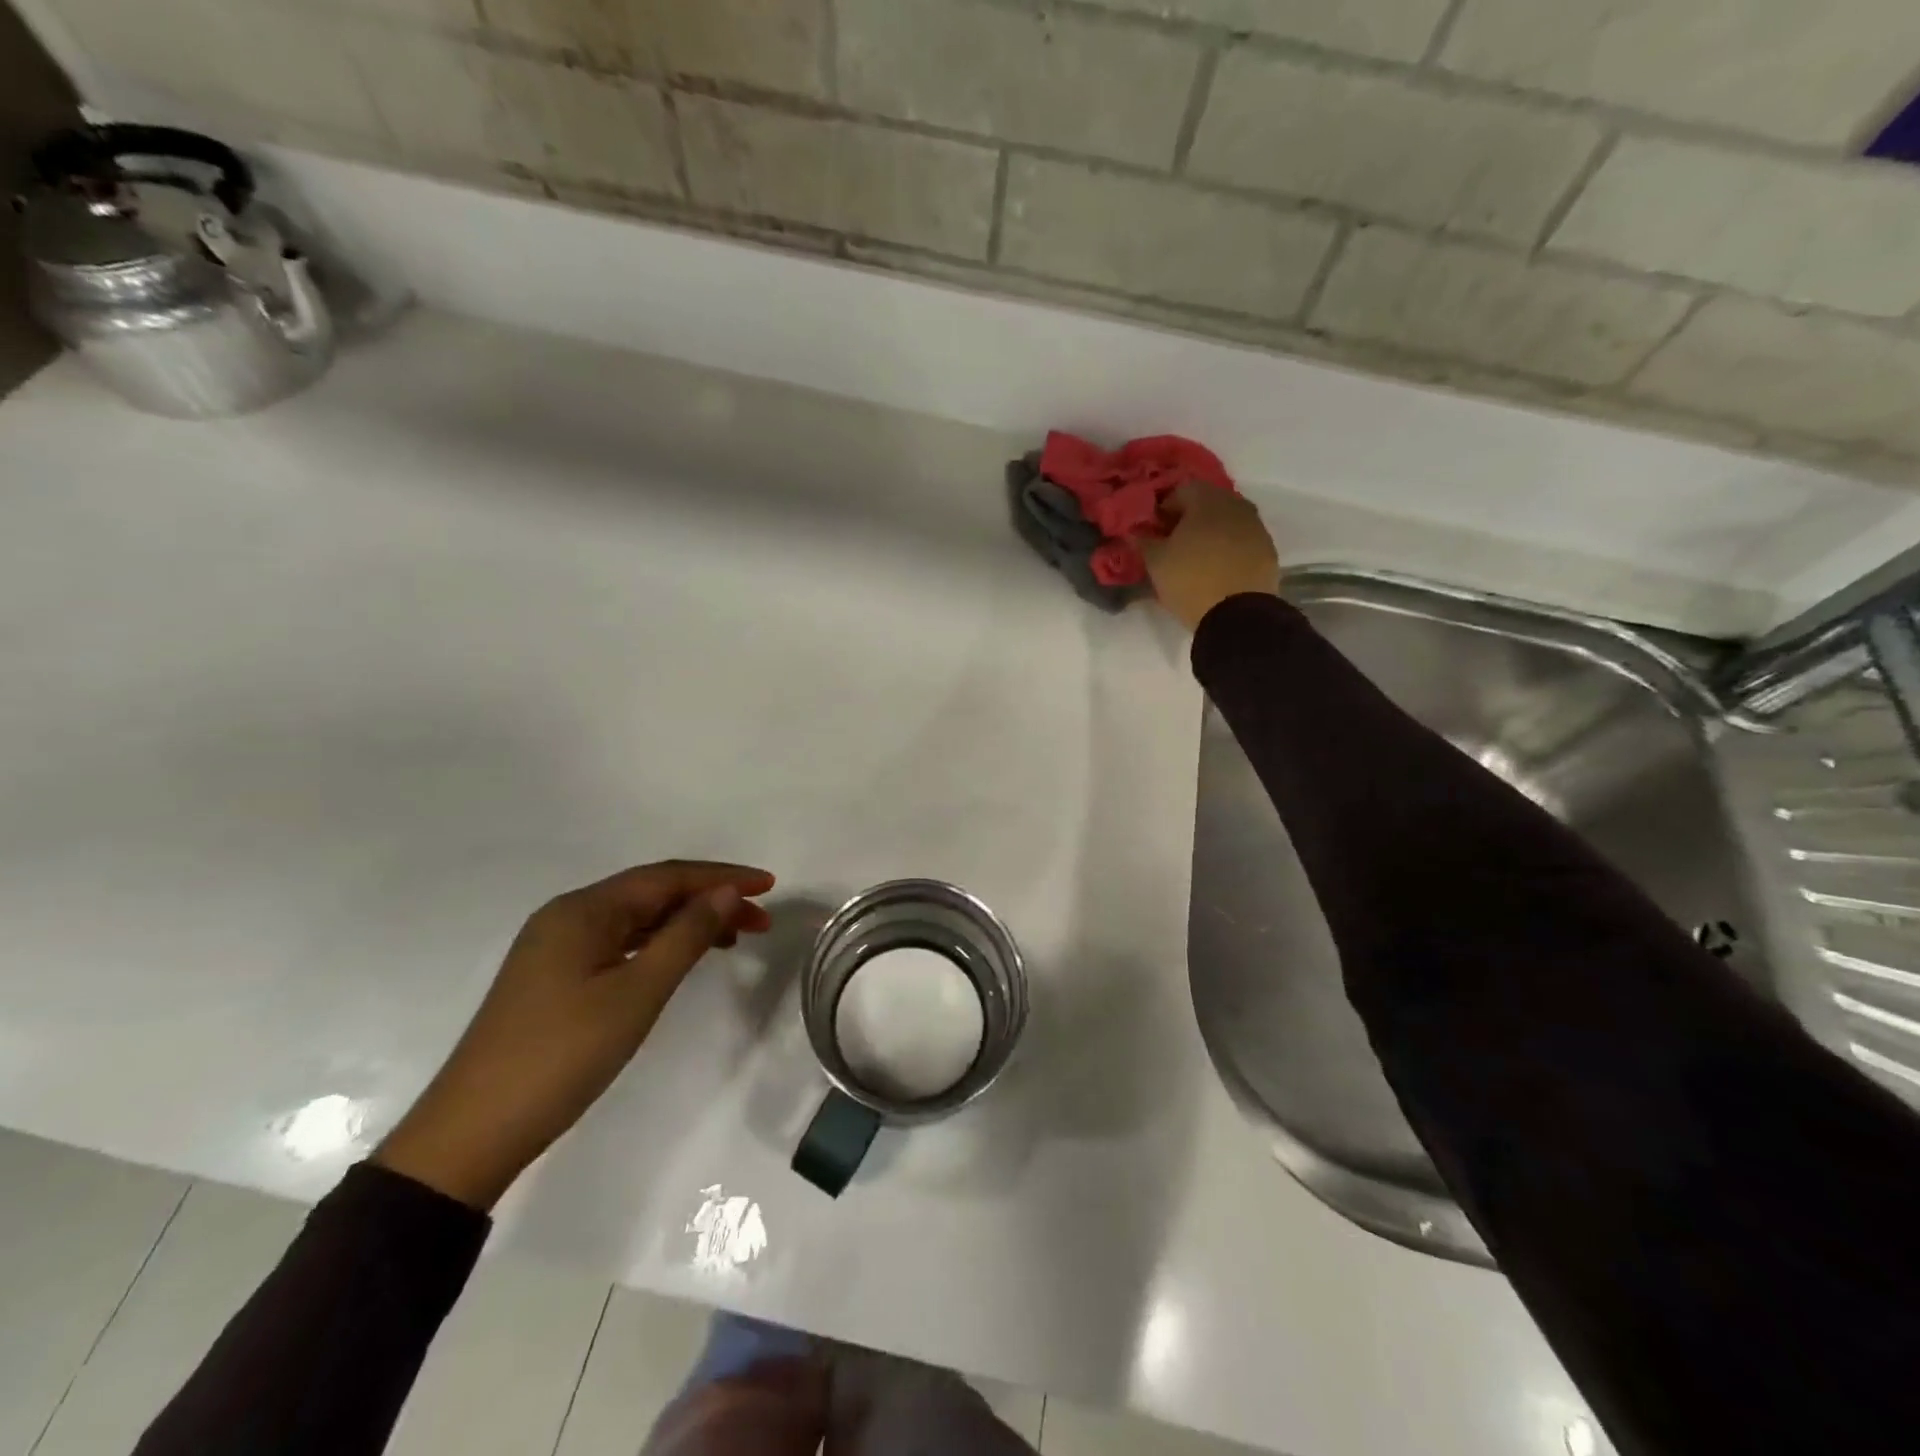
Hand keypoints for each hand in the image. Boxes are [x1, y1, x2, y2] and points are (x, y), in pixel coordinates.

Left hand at [375, 860, 774, 1208]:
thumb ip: (686, 936)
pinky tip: (680, 959)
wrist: (473, 1133)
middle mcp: (567, 916)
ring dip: (686, 922)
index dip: (721, 877)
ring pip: (636, 919)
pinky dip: (658, 944)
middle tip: (760, 919)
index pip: (666, 877)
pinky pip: (619, 943)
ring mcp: (556, 948)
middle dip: (709, 899)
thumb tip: (726, 893)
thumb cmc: (563, 1055)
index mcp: (583, 910)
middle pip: (651, 893)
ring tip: (733, 938)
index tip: (768, 885)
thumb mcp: (637, 993)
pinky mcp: (553, 978)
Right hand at [1140, 484, 1280, 631]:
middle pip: (1208, 503)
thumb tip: (1134, 532)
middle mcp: (1235, 505)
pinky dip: (1230, 549)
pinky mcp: (1268, 551)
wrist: (1238, 615)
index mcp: (1206, 501)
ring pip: (1228, 521)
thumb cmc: (1190, 581)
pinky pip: (1243, 541)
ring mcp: (1256, 527)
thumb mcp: (1156, 563)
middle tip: (1175, 543)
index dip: (1165, 508)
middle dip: (1190, 518)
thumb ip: (1143, 542)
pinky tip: (1219, 570)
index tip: (1156, 530)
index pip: (1182, 489)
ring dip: (1212, 533)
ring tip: (1197, 559)